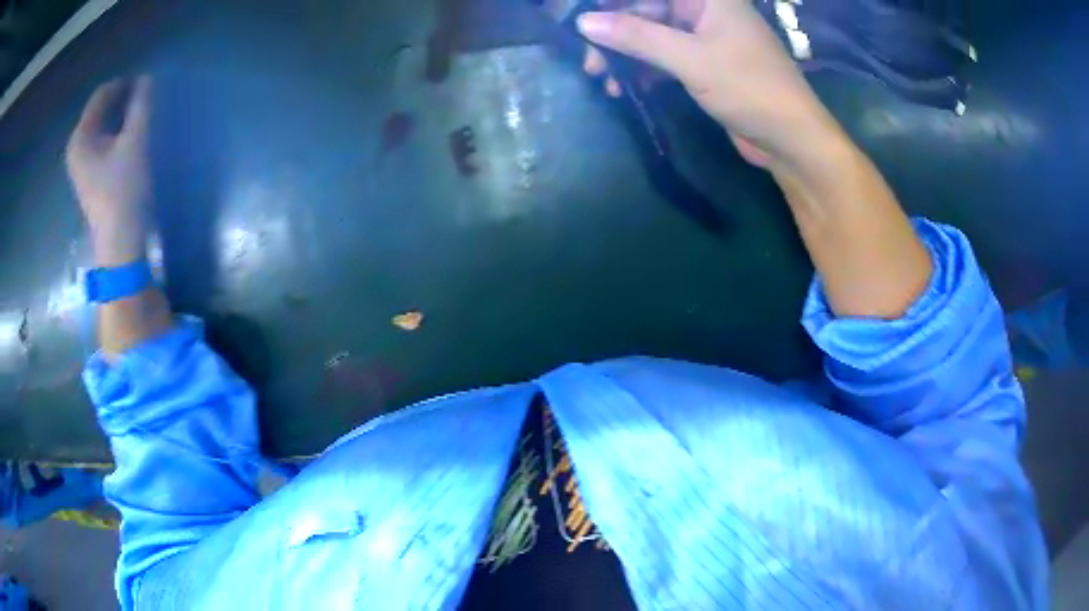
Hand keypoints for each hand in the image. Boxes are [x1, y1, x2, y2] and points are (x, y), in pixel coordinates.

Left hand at [66, 77, 152, 265]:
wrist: (120, 241)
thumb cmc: (124, 189)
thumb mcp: (135, 141)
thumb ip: (141, 105)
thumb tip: (146, 78)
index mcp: (80, 137)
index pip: (101, 94)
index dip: (123, 83)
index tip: (146, 82)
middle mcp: (76, 147)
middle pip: (100, 109)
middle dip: (121, 100)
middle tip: (144, 98)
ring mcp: (81, 163)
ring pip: (102, 125)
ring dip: (120, 115)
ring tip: (140, 115)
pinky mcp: (89, 175)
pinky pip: (101, 140)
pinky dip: (115, 132)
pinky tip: (129, 136)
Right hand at [577, 0, 839, 168]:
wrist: (791, 139)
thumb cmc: (750, 88)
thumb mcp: (691, 59)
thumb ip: (638, 37)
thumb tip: (584, 22)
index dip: (614, 2)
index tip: (582, 19)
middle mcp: (704, 10)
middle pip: (646, 9)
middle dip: (615, 33)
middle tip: (589, 61)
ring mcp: (704, 38)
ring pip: (651, 35)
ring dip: (625, 54)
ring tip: (601, 78)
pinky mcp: (704, 64)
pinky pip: (663, 57)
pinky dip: (643, 70)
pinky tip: (625, 87)